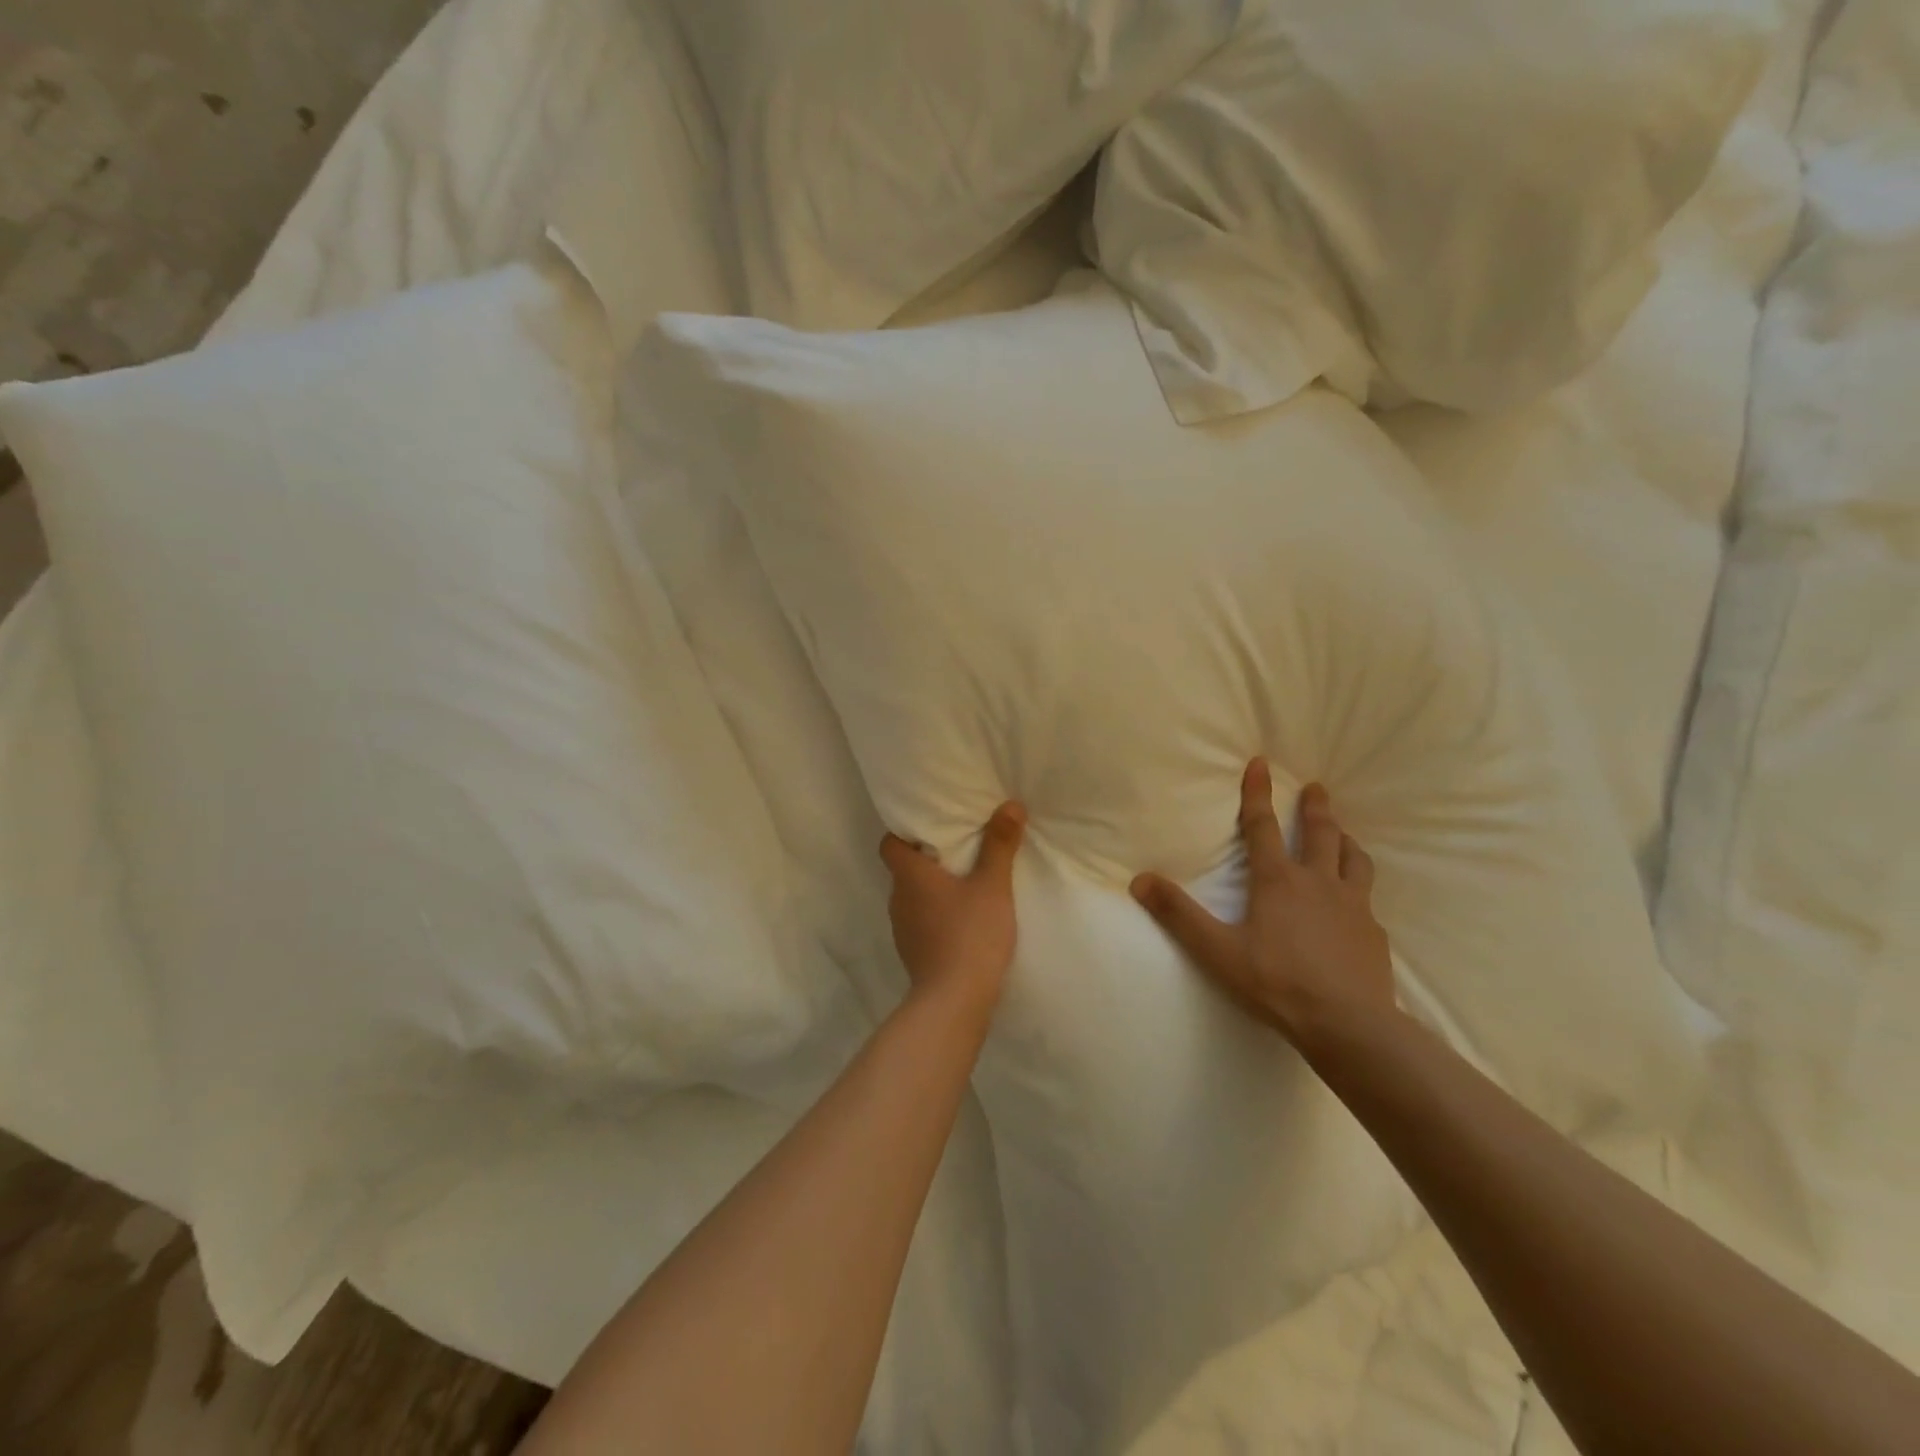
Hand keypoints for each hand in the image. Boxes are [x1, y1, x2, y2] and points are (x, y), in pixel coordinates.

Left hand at [880, 803, 1026, 1016]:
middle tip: (958, 849)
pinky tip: (962, 920)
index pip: (889, 844)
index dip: (903, 833)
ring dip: (932, 890)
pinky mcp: (913, 953)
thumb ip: (1000, 844)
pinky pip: (921, 922)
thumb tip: (1010, 804)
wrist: (954, 1000)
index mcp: (909, 875)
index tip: (930, 828)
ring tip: (964, 884)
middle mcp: (898, 899)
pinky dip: (936, 916)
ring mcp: (902, 929)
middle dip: (927, 859)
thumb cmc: (970, 933)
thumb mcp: (993, 885)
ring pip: (913, 897)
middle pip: (904, 870)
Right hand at [1130, 760, 1394, 1045]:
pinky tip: (1358, 905)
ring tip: (1345, 835)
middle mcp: (1319, 883)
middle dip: (1315, 808)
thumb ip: (1178, 915)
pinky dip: (1360, 889)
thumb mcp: (1218, 951)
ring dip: (1346, 841)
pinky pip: (1368, 900)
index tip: (1261, 762)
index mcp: (1278, 881)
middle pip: (1320, 834)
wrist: (1349, 1025)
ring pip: (1354, 860)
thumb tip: (1140, 880)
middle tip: (1317, 787)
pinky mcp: (1374, 932)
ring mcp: (1353, 906)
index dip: (1258, 793)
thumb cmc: (1277, 983)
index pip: (1263, 827)